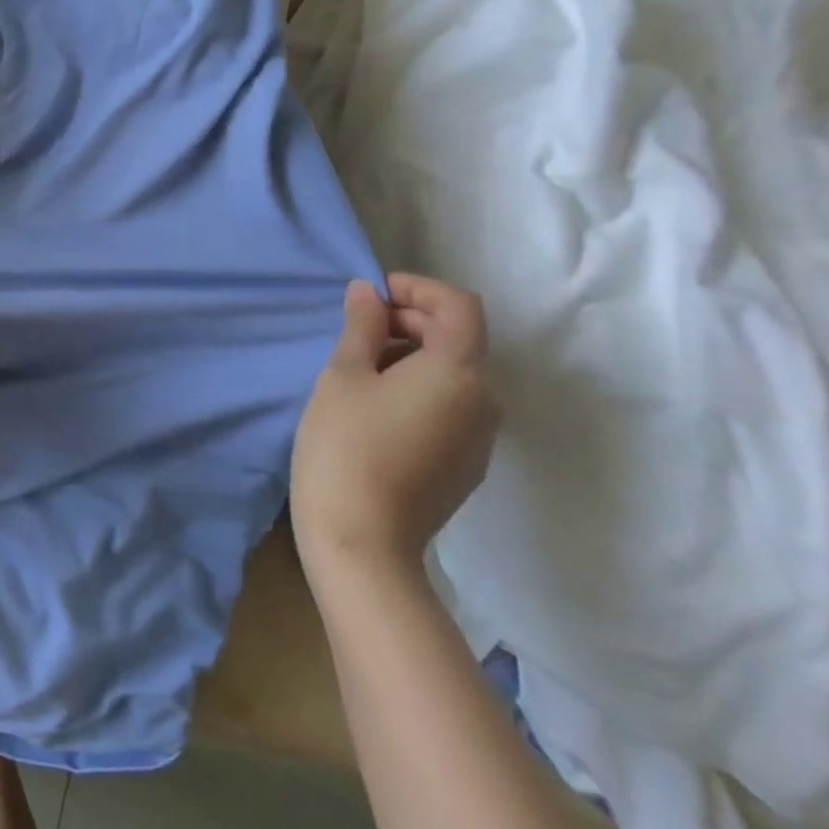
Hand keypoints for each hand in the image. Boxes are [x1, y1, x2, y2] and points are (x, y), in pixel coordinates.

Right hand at [291, 275, 497, 577]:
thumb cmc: (346, 444)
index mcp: (458, 372)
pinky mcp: (466, 465)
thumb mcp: (344, 375)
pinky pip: (450, 406)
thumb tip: (368, 292)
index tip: (372, 295)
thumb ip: (362, 327)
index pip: (459, 306)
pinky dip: (418, 388)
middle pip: (458, 339)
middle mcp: (484, 401)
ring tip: (358, 367)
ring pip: (453, 374)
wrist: (363, 539)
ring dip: (411, 355)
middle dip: (410, 320)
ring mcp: (479, 438)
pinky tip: (374, 407)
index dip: (417, 288)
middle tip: (355, 328)